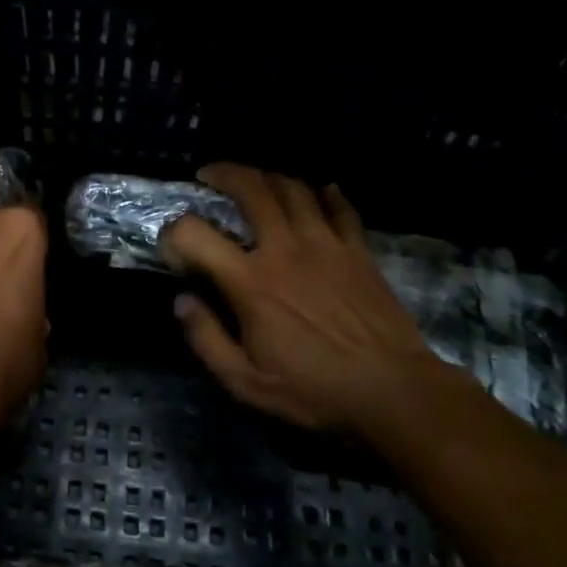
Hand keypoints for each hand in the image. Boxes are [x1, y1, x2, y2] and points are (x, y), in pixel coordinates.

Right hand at [161, 164, 458, 433]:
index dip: (174, 231)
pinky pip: (340, 207)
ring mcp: (326, 245)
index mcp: (251, 283)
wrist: (395, 392)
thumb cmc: (315, 391)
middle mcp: (285, 250)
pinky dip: (326, 193)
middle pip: (252, 189)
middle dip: (224, 174)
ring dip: (268, 177)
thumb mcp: (246, 382)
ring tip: (256, 182)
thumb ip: (206, 339)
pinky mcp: (358, 251)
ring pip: (294, 189)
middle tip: (209, 176)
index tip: (172, 244)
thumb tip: (182, 301)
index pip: (195, 234)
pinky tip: (319, 191)